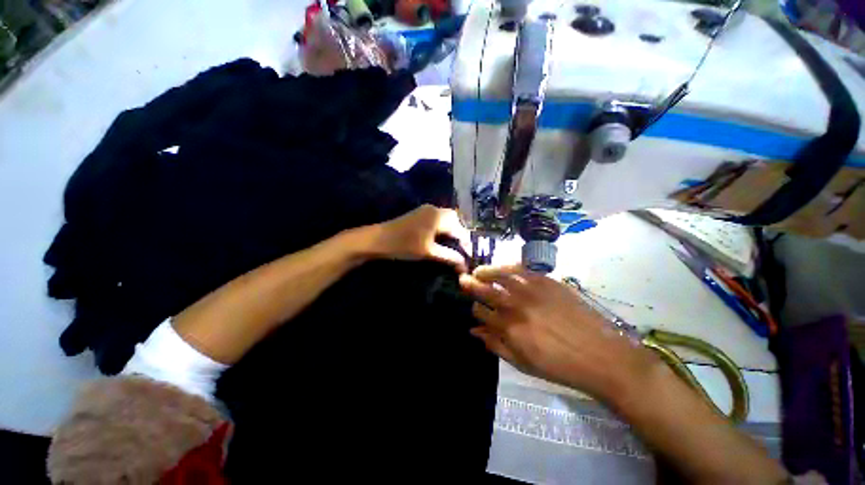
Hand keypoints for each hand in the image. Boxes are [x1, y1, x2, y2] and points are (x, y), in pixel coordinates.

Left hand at [360, 205, 470, 271]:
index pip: (460, 229)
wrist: (378, 239)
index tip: (469, 256)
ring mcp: (426, 210)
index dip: (466, 243)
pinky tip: (441, 238)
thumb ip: (449, 257)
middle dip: (461, 234)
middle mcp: (435, 209)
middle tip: (462, 249)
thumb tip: (464, 265)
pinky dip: (443, 227)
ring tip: (454, 245)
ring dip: (452, 230)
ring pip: (446, 218)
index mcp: (439, 217)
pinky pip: (437, 218)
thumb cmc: (404, 245)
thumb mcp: (429, 252)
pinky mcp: (419, 214)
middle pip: (455, 220)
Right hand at [459, 265, 658, 402]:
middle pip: (485, 291)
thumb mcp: (523, 363)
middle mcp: (515, 306)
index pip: (481, 312)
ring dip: (485, 272)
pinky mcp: (546, 282)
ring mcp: (531, 291)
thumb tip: (474, 331)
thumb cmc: (560, 366)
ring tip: (478, 271)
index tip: (474, 307)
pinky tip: (502, 267)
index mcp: (508, 329)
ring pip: (499, 276)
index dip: (474, 309)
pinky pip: (521, 269)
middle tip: (462, 279)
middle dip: (471, 286)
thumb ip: (495, 345)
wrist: (602, 356)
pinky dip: (507, 266)